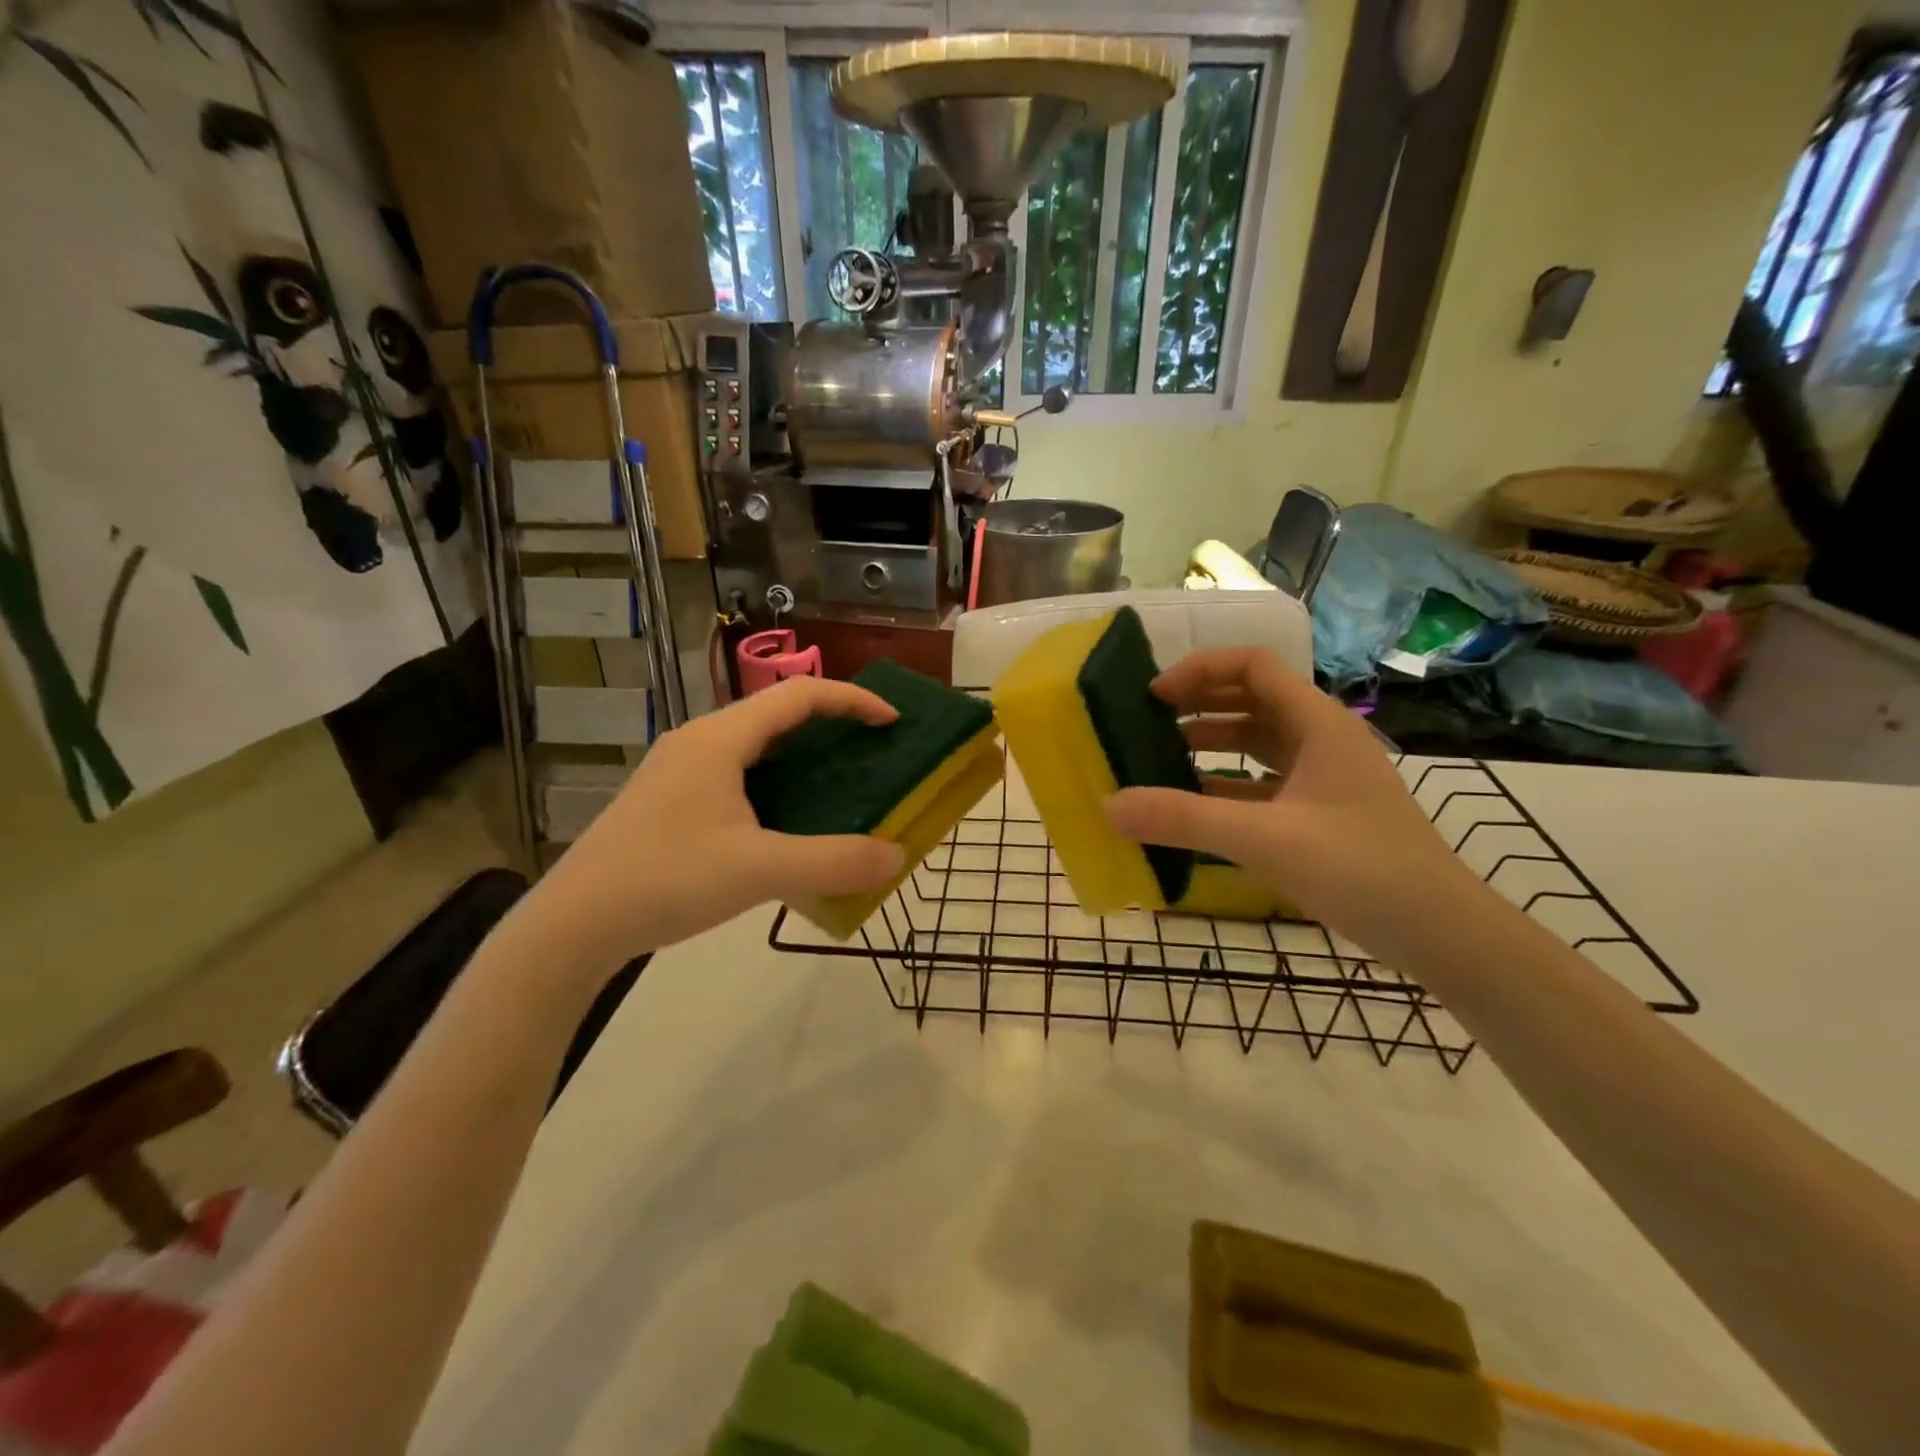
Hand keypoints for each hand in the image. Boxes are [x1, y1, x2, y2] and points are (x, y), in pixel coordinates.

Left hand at [523, 678, 906, 968]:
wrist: (572, 924)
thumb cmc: (666, 880)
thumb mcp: (758, 871)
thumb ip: (833, 863)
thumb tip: (896, 856)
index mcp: (720, 739)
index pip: (799, 695)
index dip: (852, 700)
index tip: (892, 721)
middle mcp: (699, 741)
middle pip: (777, 714)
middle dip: (831, 725)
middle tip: (872, 753)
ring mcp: (679, 770)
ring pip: (755, 746)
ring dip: (802, 756)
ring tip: (838, 785)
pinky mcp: (670, 800)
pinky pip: (737, 774)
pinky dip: (775, 783)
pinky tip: (786, 823)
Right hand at [1104, 648, 1483, 952]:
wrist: (1442, 933)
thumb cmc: (1362, 869)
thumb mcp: (1265, 839)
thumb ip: (1184, 819)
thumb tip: (1109, 805)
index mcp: (1317, 723)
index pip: (1252, 666)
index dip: (1199, 670)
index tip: (1153, 697)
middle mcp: (1320, 738)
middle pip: (1250, 698)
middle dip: (1197, 704)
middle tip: (1146, 723)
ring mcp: (1322, 777)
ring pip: (1256, 742)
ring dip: (1208, 743)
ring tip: (1157, 759)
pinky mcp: (1319, 812)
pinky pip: (1261, 782)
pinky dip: (1224, 785)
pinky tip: (1191, 805)